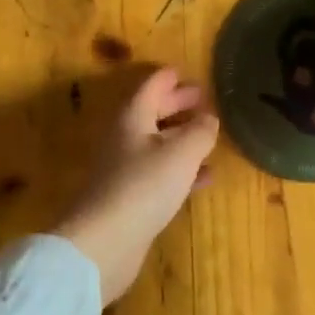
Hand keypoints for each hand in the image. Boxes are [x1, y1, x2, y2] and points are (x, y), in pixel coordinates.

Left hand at [53, 66, 218, 305]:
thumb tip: (209, 118)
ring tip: (208, 133)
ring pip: (157, 143)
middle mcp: (124, 138)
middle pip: (152, 112)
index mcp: (132, 117)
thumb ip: (200, 131)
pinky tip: (204, 176)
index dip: (169, 78)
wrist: (104, 242)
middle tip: (202, 98)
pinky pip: (160, 172)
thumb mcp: (182, 152)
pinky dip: (181, 168)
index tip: (185, 72)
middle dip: (176, 104)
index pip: (151, 87)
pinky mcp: (130, 198)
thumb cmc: (144, 186)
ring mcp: (124, 169)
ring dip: (181, 136)